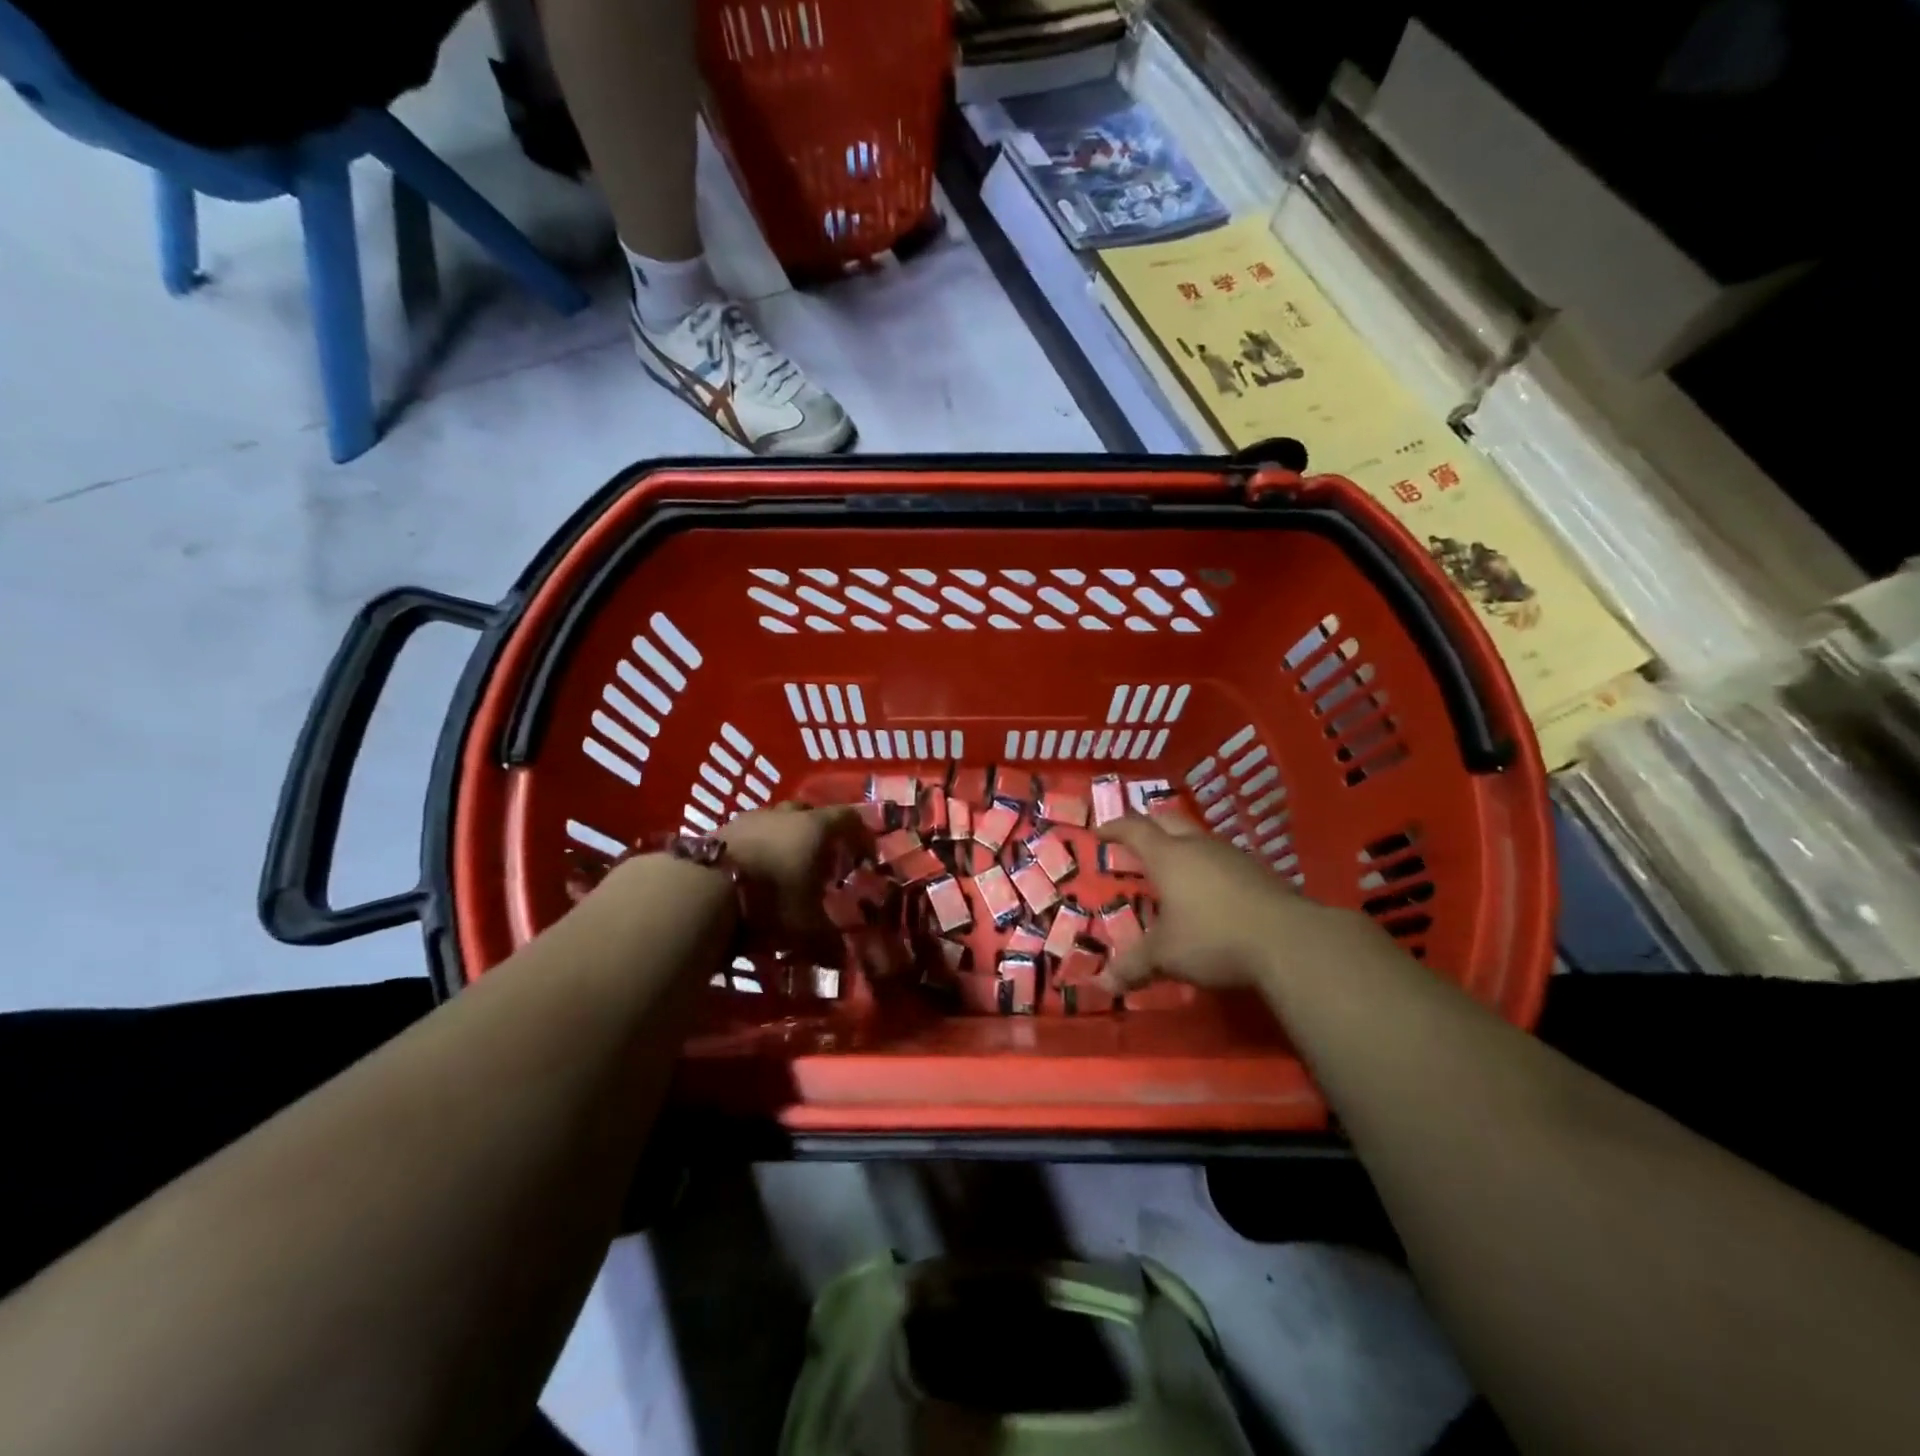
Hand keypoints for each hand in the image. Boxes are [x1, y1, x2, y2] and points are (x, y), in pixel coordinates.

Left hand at [719, 803, 870, 958]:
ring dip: (782, 840)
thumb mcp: (806, 930)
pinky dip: (754, 851)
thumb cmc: (769, 900)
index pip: (848, 818)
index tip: (864, 855)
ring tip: (783, 868)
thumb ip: (828, 943)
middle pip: (808, 813)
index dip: (860, 834)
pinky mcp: (717, 832)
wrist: (700, 889)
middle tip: (822, 859)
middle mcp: (784, 816)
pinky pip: (745, 836)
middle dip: (818, 833)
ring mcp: (747, 820)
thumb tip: (842, 960)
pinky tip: (751, 875)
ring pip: (774, 823)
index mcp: (815, 828)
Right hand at [1095, 813, 1376, 995]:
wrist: (1289, 941)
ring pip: (1199, 838)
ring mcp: (1232, 856)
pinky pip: (1222, 859)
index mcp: (1168, 857)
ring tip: (1172, 865)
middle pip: (1168, 820)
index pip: (1134, 829)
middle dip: (1149, 825)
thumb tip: (1102, 984)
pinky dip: (1207, 866)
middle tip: (1135, 838)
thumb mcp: (1166, 955)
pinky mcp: (1259, 872)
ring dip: (1182, 845)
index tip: (1100, 831)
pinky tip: (1210, 889)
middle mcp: (1198, 846)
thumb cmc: (1213, 938)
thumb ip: (1134, 965)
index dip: (1115, 828)